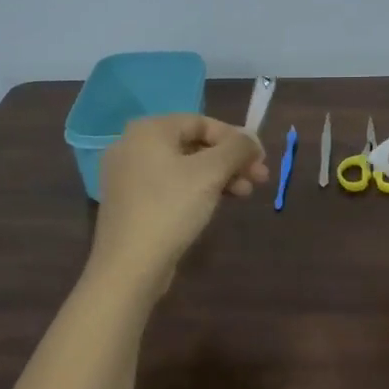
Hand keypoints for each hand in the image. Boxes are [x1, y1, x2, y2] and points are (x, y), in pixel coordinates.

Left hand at [92, 114, 267, 286]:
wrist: (129, 266)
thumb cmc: (170, 208)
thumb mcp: (211, 173)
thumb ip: (237, 148)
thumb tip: (252, 139)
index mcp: (148, 129)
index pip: (201, 122)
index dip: (236, 138)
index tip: (261, 159)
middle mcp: (132, 145)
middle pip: (193, 144)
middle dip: (230, 160)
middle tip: (259, 179)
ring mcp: (127, 175)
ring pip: (183, 167)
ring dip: (218, 176)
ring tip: (244, 195)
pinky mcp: (129, 202)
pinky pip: (169, 185)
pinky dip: (195, 190)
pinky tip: (216, 204)